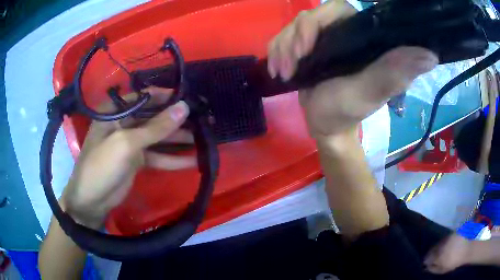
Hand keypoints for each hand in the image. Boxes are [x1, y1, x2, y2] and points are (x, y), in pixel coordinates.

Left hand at [62, 87, 195, 228]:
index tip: (190, 99)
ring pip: (159, 137)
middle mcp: (124, 123)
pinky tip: (193, 160)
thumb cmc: (102, 166)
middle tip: (203, 120)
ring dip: (179, 139)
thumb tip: (184, 108)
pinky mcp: (137, 160)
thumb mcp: (127, 144)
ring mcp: (132, 142)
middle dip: (177, 120)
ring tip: (204, 139)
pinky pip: (158, 156)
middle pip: (154, 117)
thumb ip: (156, 127)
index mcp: (116, 111)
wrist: (91, 200)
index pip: (145, 97)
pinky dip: (173, 159)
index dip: (167, 97)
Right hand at [267, 0, 437, 136]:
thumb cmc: (347, 111)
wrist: (324, 125)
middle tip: (292, 64)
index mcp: (361, 38)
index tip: (307, 46)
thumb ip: (394, 72)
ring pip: (293, 27)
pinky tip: (279, 70)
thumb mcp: (371, 92)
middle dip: (294, 38)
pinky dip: (276, 52)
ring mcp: (322, 40)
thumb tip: (430, 54)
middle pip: (310, 16)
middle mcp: (343, 33)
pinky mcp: (306, 49)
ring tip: (285, 72)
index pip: (337, 8)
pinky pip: (284, 38)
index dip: (317, 20)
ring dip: (283, 48)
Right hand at [424, 233, 471, 273]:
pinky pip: (445, 239)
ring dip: (437, 248)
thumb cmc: (455, 261)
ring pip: (438, 243)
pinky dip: (443, 243)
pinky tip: (446, 246)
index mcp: (437, 256)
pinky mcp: (452, 233)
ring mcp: (447, 238)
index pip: (427, 257)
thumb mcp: (443, 269)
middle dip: (431, 253)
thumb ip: (433, 269)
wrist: (468, 248)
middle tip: (432, 258)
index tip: (425, 264)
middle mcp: (441, 245)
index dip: (426, 261)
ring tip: (439, 253)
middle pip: (432, 249)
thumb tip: (426, 267)